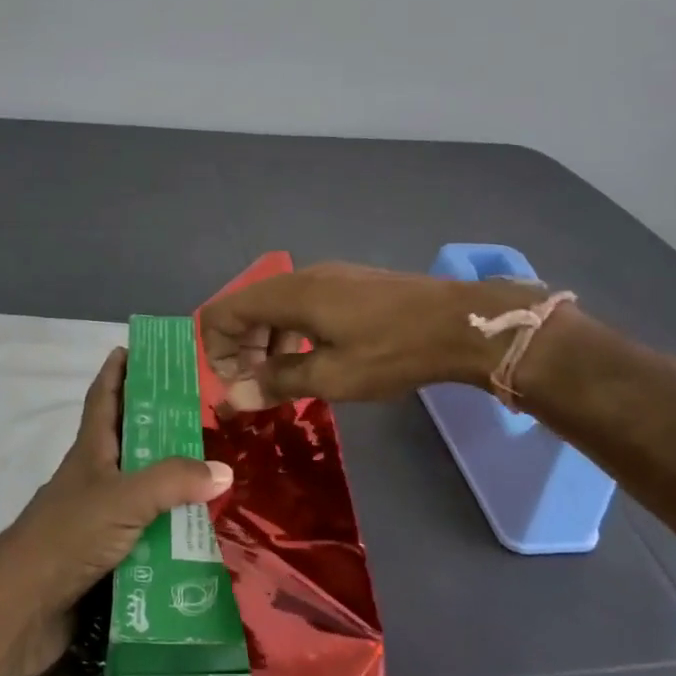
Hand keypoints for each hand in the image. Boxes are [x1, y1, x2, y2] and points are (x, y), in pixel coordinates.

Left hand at [0, 348, 231, 671]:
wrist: (23, 609)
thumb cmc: (68, 536)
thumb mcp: (124, 498)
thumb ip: (173, 480)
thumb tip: (223, 469)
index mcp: (91, 452)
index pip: (103, 399)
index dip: (116, 372)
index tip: (134, 349)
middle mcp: (94, 478)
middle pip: (128, 440)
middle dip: (159, 423)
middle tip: (203, 412)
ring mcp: (97, 517)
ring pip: (141, 488)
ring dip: (171, 480)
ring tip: (215, 470)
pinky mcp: (104, 554)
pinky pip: (145, 531)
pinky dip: (168, 527)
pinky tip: (198, 531)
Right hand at [200, 262, 545, 407]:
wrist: (460, 323)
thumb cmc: (392, 351)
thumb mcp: (332, 376)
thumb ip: (277, 383)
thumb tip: (232, 398)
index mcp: (289, 294)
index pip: (223, 311)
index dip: (215, 349)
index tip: (236, 385)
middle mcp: (302, 277)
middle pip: (246, 307)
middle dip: (240, 348)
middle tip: (257, 388)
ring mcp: (328, 277)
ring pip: (275, 306)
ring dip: (266, 342)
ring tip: (285, 379)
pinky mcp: (349, 284)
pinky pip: (301, 304)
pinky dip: (291, 332)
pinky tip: (314, 359)